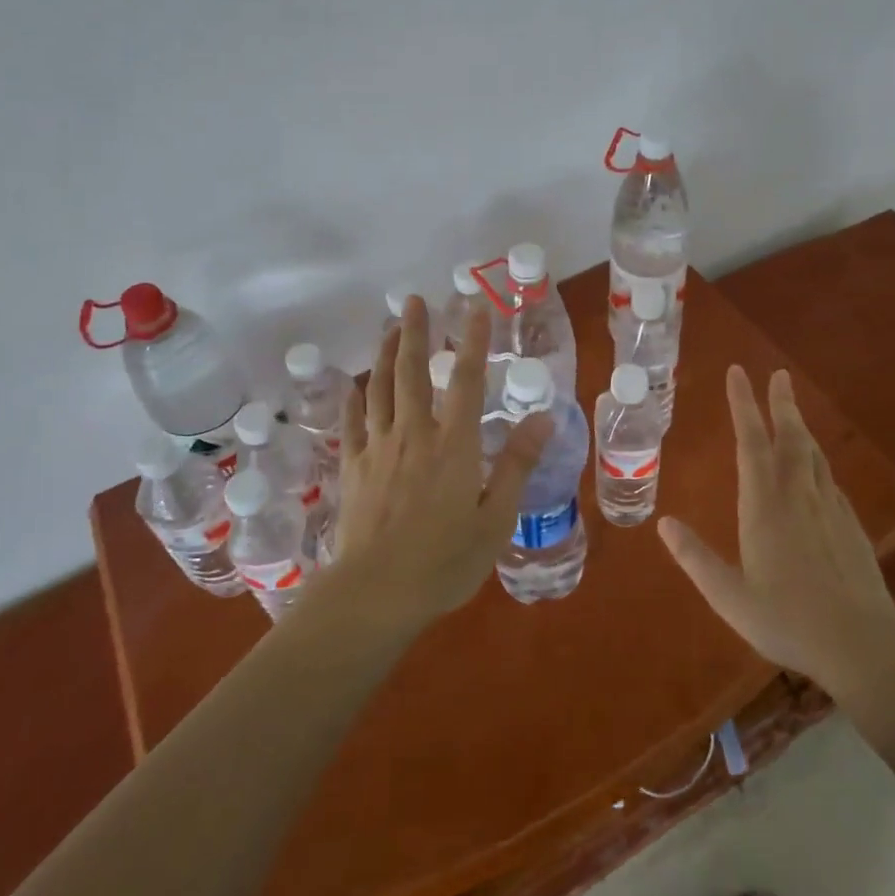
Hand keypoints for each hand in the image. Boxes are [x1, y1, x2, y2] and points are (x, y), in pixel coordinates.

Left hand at [325, 295, 549, 631]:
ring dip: (383, 354)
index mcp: (452, 444)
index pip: (465, 379)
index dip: (471, 340)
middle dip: (414, 332)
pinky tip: (353, 385)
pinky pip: (352, 424)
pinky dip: (353, 399)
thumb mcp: (495, 519)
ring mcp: (377, 450)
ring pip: (379, 389)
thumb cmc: (444, 562)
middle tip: (413, 300)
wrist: (375, 595)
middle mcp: (413, 435)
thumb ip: (516, 464)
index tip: (473, 306)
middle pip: (410, 372)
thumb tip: (542, 416)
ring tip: (388, 328)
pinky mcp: (352, 469)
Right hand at [658, 366, 894, 702]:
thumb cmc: (788, 621)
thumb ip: (695, 558)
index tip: (738, 372)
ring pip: (814, 455)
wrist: (862, 645)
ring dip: (801, 427)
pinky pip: (830, 480)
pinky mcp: (851, 526)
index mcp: (765, 506)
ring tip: (792, 411)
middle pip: (790, 437)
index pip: (751, 442)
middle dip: (781, 403)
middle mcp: (798, 496)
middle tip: (777, 374)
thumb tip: (663, 523)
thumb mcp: (729, 597)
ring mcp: (830, 508)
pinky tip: (817, 471)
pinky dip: (818, 462)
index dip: (743, 404)